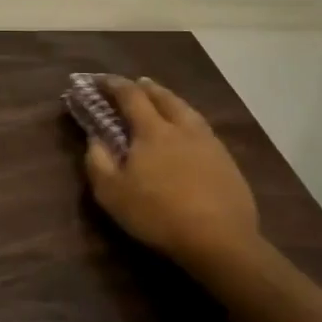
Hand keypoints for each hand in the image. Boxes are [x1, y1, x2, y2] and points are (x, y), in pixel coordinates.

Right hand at [84, 77, 269, 289]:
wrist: (220, 240)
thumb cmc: (159, 215)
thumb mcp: (112, 194)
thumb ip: (98, 162)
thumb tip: (94, 139)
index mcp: (152, 130)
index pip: (130, 96)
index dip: (114, 85)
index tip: (100, 81)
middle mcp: (182, 128)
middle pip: (163, 97)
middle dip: (146, 87)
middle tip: (136, 83)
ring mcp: (209, 143)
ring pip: (187, 110)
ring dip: (171, 100)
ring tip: (163, 100)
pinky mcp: (227, 161)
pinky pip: (203, 129)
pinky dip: (189, 121)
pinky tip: (189, 132)